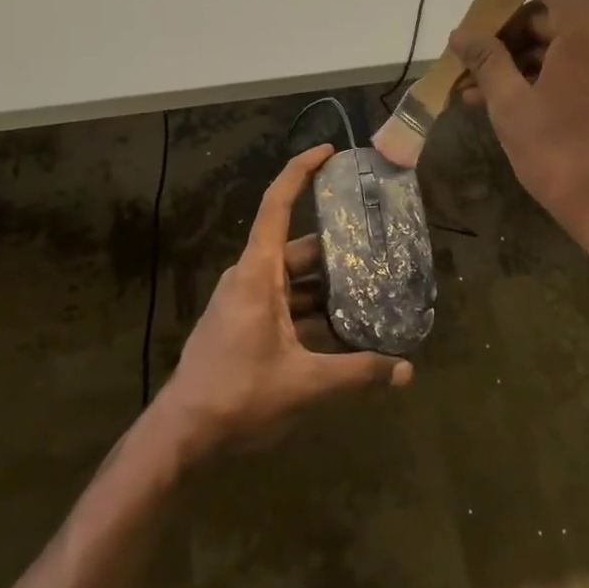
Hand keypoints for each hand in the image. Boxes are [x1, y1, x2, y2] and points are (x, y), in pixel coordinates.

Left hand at [155, 145, 412, 459]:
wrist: (181, 435)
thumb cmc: (238, 395)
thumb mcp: (304, 384)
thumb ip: (357, 374)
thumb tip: (406, 370)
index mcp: (258, 274)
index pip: (277, 205)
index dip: (301, 172)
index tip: (328, 153)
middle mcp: (250, 279)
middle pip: (298, 249)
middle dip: (337, 248)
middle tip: (379, 246)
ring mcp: (244, 303)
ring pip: (293, 280)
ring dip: (327, 286)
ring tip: (372, 289)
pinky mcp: (244, 325)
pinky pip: (284, 303)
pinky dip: (312, 310)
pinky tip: (343, 329)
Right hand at [451, 0, 588, 264]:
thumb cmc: (565, 160)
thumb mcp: (512, 109)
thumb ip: (486, 60)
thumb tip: (462, 34)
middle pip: (552, 9)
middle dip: (505, 29)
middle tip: (467, 56)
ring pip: (563, 38)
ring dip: (519, 56)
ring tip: (474, 87)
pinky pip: (580, 60)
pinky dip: (544, 71)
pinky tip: (507, 98)